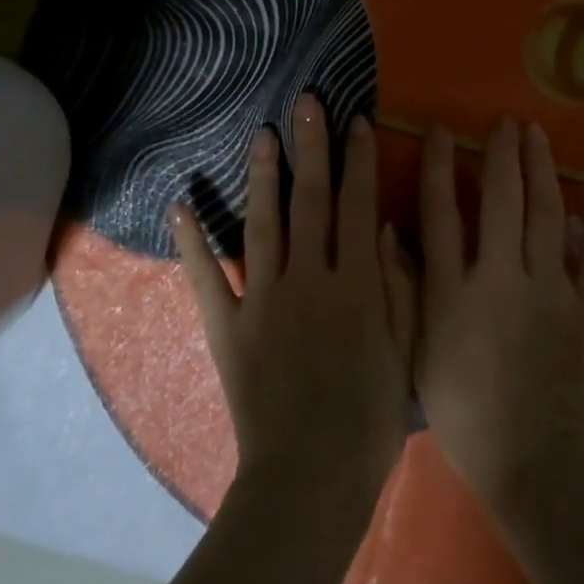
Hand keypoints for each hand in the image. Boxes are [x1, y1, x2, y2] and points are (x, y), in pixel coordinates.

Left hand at [171, 95, 415, 514]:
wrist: (310, 480)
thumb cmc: (368, 420)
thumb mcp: (403, 352)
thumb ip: (397, 287)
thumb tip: (382, 228)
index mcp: (355, 286)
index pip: (356, 206)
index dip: (358, 161)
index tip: (356, 121)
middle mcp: (309, 280)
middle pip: (310, 202)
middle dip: (311, 148)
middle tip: (305, 103)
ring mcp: (263, 301)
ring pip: (263, 225)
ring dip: (262, 177)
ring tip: (260, 135)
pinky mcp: (227, 327)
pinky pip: (206, 279)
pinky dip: (191, 243)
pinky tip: (179, 205)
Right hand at [397, 119, 583, 509]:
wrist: (535, 465)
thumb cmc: (465, 415)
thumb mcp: (416, 354)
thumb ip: (403, 291)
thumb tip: (389, 232)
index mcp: (452, 293)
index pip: (440, 213)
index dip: (438, 166)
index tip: (440, 130)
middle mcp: (499, 280)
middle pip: (500, 201)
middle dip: (501, 154)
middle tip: (503, 121)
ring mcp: (549, 292)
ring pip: (546, 214)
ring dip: (542, 169)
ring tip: (537, 134)